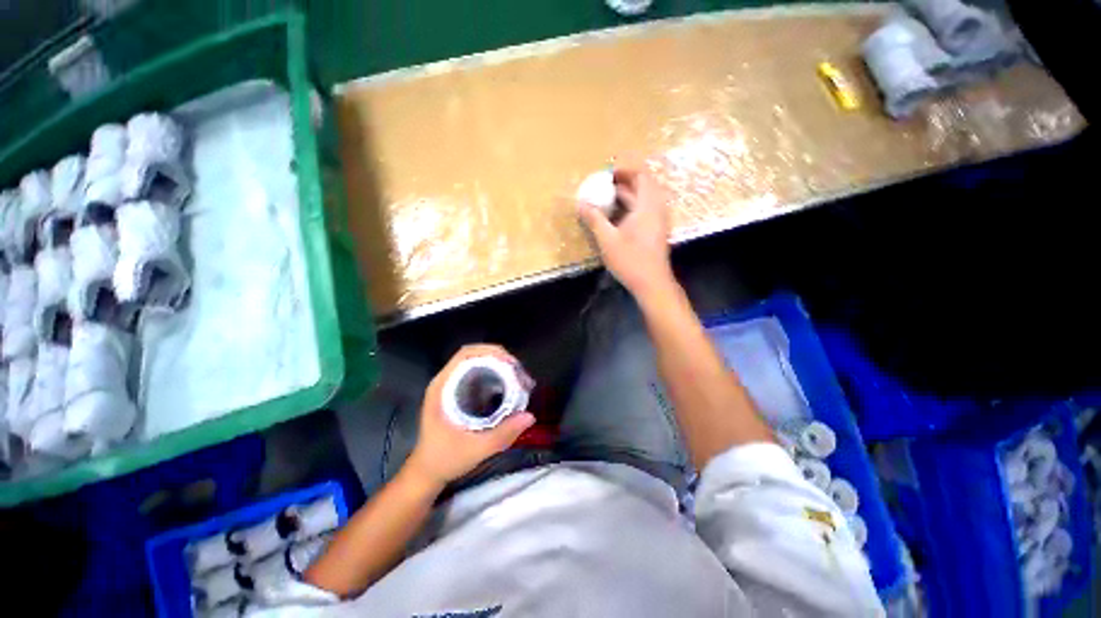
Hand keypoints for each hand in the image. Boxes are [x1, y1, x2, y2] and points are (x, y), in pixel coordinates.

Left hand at [405, 345, 535, 487]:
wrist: (427, 473)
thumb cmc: (445, 459)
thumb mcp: (475, 449)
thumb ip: (502, 434)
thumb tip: (530, 416)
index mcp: (443, 388)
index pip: (466, 354)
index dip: (491, 352)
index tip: (512, 365)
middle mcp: (447, 381)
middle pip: (476, 355)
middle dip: (501, 360)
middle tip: (521, 375)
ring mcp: (453, 386)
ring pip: (480, 364)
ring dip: (501, 367)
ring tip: (520, 381)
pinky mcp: (460, 394)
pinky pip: (481, 376)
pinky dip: (498, 377)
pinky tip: (511, 388)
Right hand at [578, 167, 674, 297]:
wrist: (652, 283)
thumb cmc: (630, 260)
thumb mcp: (607, 240)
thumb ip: (594, 219)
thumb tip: (581, 203)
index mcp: (647, 206)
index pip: (641, 176)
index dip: (625, 171)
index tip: (608, 174)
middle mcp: (656, 209)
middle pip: (643, 186)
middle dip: (624, 182)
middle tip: (604, 185)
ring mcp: (658, 221)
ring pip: (644, 200)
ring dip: (627, 196)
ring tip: (607, 199)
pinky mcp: (656, 231)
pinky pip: (645, 210)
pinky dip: (631, 207)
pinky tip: (616, 216)